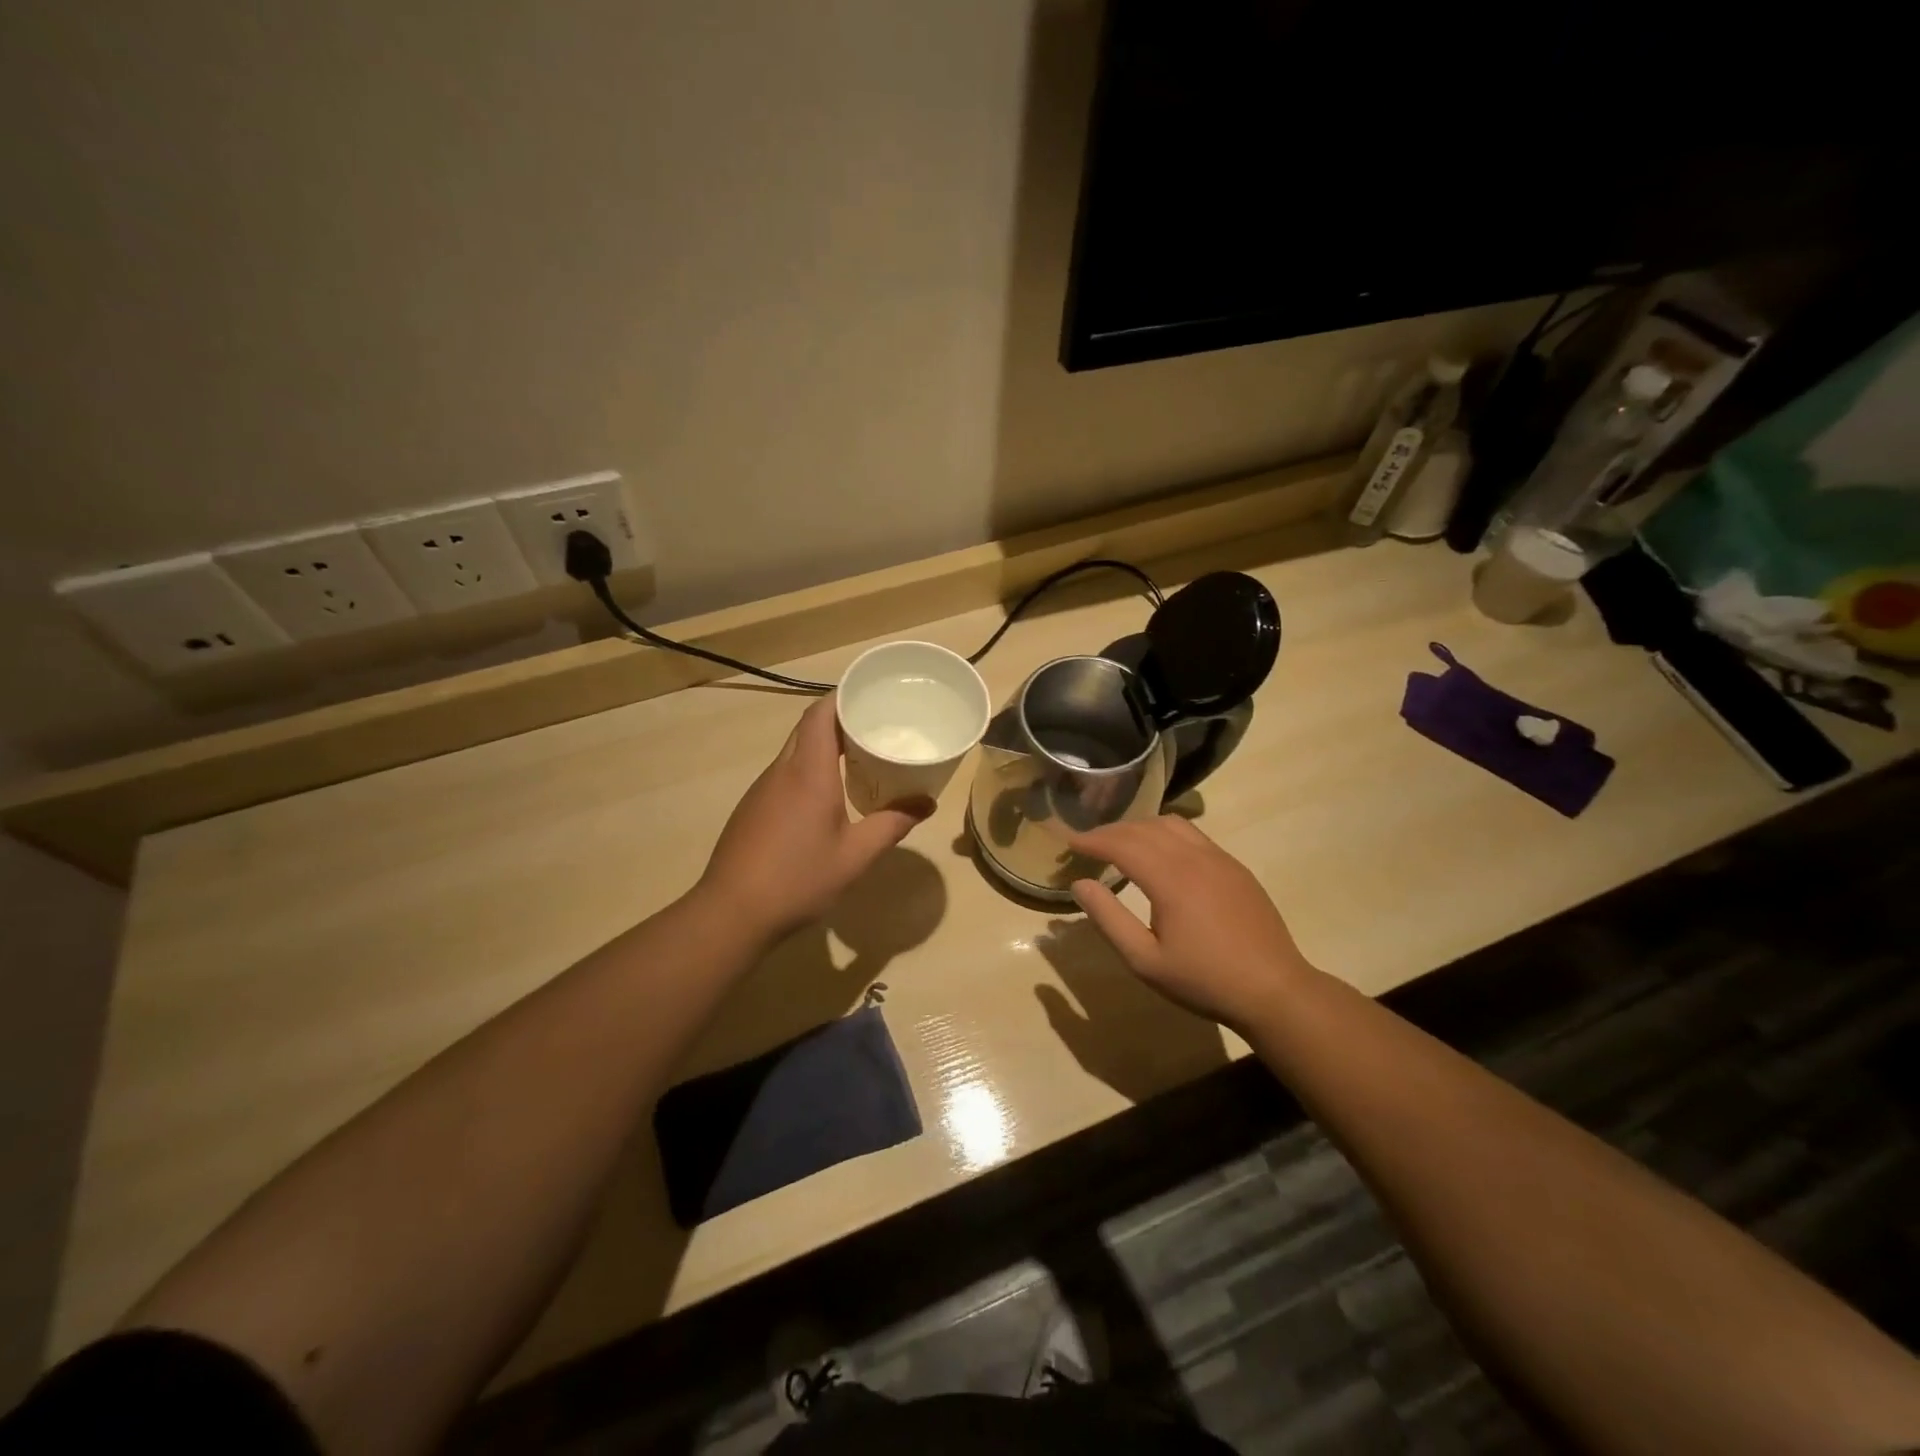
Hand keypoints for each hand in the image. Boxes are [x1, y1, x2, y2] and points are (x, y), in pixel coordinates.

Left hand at [698, 695, 931, 941]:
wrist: (731, 913)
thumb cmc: (798, 879)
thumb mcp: (855, 856)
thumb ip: (892, 825)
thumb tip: (927, 803)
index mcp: (808, 772)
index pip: (821, 714)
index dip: (843, 696)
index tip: (871, 694)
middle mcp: (781, 771)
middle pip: (808, 728)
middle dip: (839, 720)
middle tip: (875, 727)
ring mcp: (761, 790)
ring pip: (794, 752)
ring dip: (823, 746)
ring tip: (858, 757)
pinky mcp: (752, 809)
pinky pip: (784, 774)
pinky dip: (808, 770)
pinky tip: (825, 797)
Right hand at [1066, 816, 1315, 1032]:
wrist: (1274, 990)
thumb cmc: (1204, 980)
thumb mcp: (1145, 960)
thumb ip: (1109, 918)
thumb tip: (1080, 884)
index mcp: (1170, 878)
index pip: (1121, 844)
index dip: (1092, 839)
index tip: (1069, 841)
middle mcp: (1194, 858)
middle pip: (1144, 828)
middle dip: (1111, 831)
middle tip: (1088, 844)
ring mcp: (1220, 859)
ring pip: (1171, 824)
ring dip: (1140, 827)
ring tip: (1121, 843)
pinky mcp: (1235, 867)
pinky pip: (1194, 835)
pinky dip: (1166, 833)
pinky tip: (1161, 853)